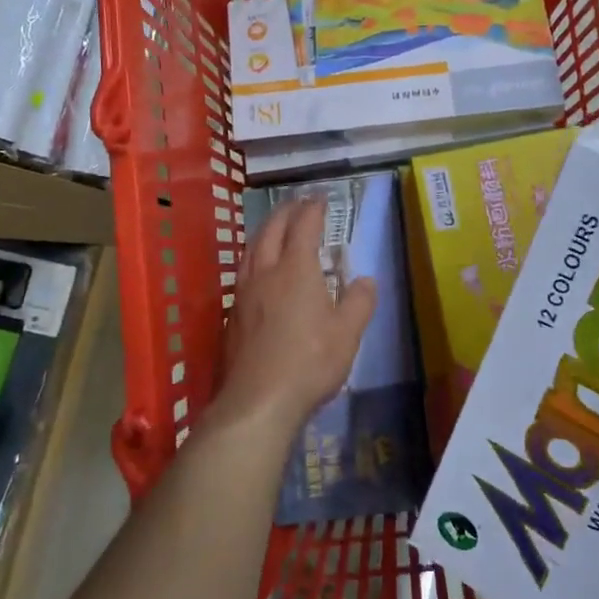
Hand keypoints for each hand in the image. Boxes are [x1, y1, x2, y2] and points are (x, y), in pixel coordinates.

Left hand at [215, 197, 376, 437]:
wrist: (258, 400)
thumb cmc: (309, 361)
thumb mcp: (348, 333)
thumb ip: (359, 302)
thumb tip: (366, 279)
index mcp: (296, 270)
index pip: (304, 227)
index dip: (313, 209)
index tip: (321, 198)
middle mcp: (266, 273)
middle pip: (272, 230)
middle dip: (286, 212)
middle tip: (298, 203)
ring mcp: (244, 293)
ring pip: (252, 249)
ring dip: (265, 231)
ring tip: (275, 227)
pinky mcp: (232, 315)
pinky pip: (242, 271)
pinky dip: (254, 256)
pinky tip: (257, 270)